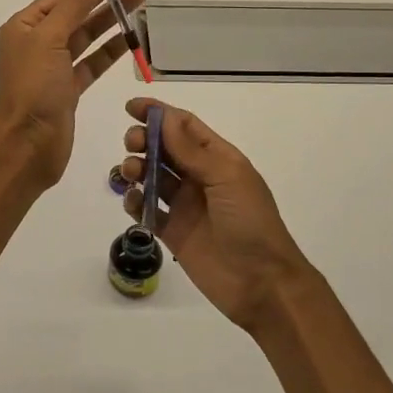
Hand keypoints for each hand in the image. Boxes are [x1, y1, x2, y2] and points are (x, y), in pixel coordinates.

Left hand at [0, 0, 146, 188]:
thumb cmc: (33, 90)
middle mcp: (38, 40)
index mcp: (26, 24)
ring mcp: (54, 65)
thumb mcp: (51, 39)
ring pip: (88, 33)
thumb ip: (75, 2)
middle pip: (79, 7)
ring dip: (114, 15)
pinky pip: (93, 61)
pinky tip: (132, 36)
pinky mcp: (68, 88)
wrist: (27, 148)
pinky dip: (112, 49)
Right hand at [118, 99, 309, 331]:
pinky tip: (133, 200)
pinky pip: (146, 209)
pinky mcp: (172, 232)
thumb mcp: (226, 179)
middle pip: (163, 148)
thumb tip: (166, 117)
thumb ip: (192, 151)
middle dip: (143, 140)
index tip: (131, 108)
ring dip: (135, 167)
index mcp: (218, 158)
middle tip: (131, 144)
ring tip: (130, 173)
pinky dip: (134, 201)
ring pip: (151, 176)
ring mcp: (184, 205)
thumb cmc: (251, 222)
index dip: (158, 114)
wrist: (262, 283)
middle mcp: (199, 177)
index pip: (184, 126)